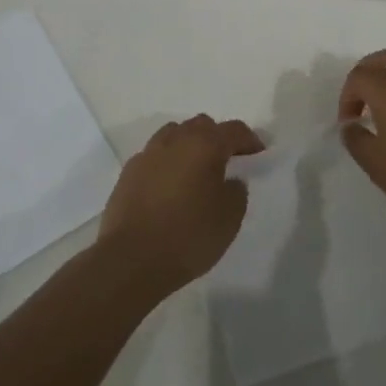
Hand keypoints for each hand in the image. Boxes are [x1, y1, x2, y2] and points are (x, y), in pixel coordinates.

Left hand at [97, 114, 263, 294]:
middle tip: (227, 161)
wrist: (131, 260)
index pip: (234, 130)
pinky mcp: (127, 173)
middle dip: (217, 138)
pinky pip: (153, 156)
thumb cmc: (188, 237)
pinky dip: (167, 163)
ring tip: (196, 171)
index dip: (250, 140)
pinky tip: (170, 186)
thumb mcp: (229, 219)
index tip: (258, 155)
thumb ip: (236, 192)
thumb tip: (230, 181)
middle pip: (201, 125)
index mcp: (204, 146)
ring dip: (189, 145)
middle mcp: (174, 141)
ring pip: (173, 135)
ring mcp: (147, 155)